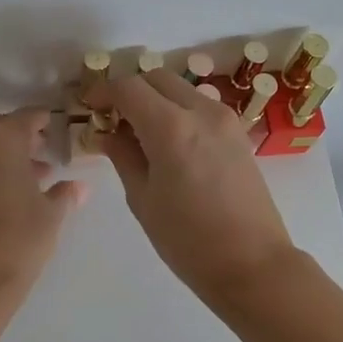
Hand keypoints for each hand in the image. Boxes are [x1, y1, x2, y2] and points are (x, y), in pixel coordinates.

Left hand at [0, 108, 86, 299]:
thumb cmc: (19, 236)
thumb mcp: (52, 213)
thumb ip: (65, 193)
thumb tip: (80, 187)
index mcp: (2, 137)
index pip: (28, 117)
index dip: (45, 121)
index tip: (59, 128)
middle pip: (2, 128)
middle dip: (24, 138)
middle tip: (46, 153)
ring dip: (7, 155)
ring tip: (35, 176)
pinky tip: (11, 192)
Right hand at [86, 72, 299, 302]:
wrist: (253, 264)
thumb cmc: (188, 240)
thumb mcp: (143, 199)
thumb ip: (123, 156)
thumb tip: (107, 133)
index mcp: (171, 127)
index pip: (128, 87)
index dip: (103, 91)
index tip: (89, 106)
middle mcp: (201, 111)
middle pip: (157, 77)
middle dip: (131, 90)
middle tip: (113, 118)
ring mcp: (225, 119)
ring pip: (181, 89)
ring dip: (156, 98)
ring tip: (140, 132)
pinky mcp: (239, 132)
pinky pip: (200, 106)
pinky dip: (178, 110)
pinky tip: (169, 142)